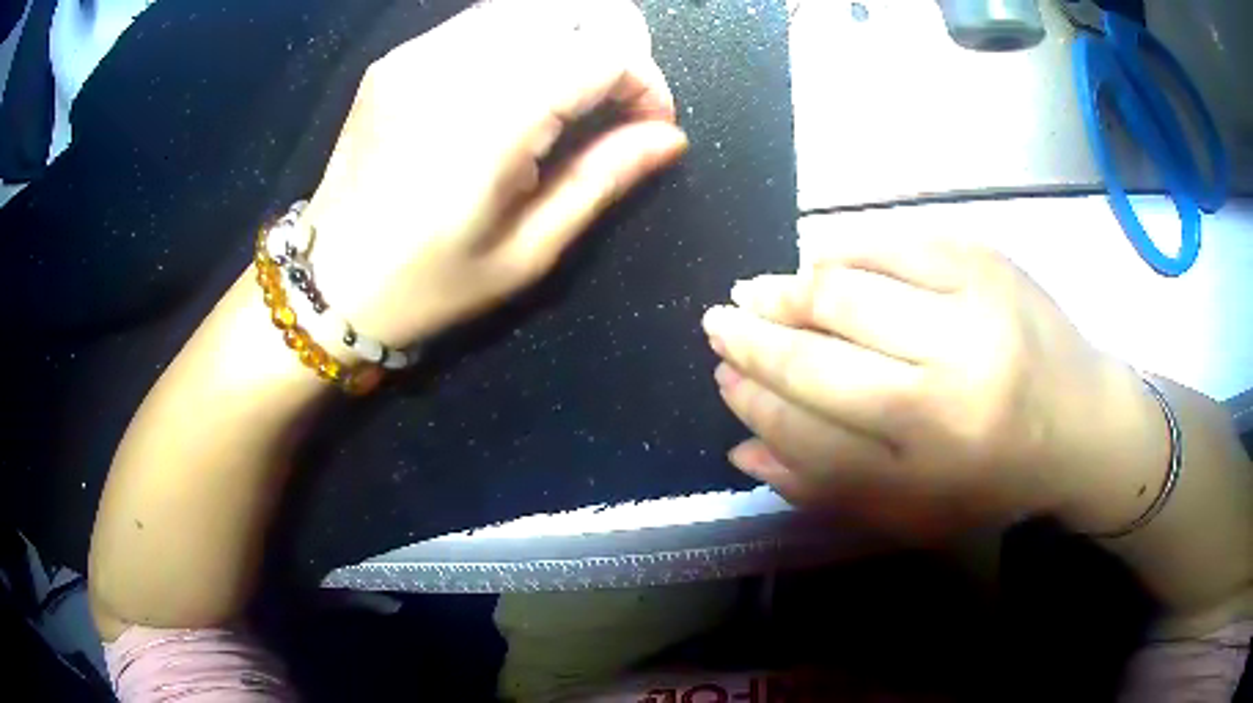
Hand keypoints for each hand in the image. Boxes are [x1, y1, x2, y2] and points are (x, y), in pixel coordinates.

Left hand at [301, 0, 686, 346]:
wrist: (329, 283)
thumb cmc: (429, 284)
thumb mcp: (528, 250)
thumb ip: (603, 178)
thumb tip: (670, 137)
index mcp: (491, 120)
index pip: (604, 52)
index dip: (646, 82)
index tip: (650, 126)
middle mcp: (454, 65)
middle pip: (572, 8)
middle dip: (615, 46)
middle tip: (614, 101)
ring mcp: (418, 53)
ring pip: (528, 7)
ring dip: (570, 38)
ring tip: (571, 92)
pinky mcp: (397, 57)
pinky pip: (482, 22)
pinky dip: (523, 39)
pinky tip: (517, 86)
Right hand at [702, 232, 1162, 537]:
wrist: (1084, 422)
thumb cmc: (997, 479)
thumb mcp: (914, 510)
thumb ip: (826, 485)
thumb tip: (741, 449)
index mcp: (929, 461)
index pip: (807, 426)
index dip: (754, 399)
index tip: (723, 376)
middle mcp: (949, 385)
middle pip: (820, 352)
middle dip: (754, 335)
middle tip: (719, 320)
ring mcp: (970, 310)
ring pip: (846, 287)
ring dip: (787, 289)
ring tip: (758, 292)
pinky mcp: (983, 259)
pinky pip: (888, 243)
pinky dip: (839, 251)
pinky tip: (817, 264)